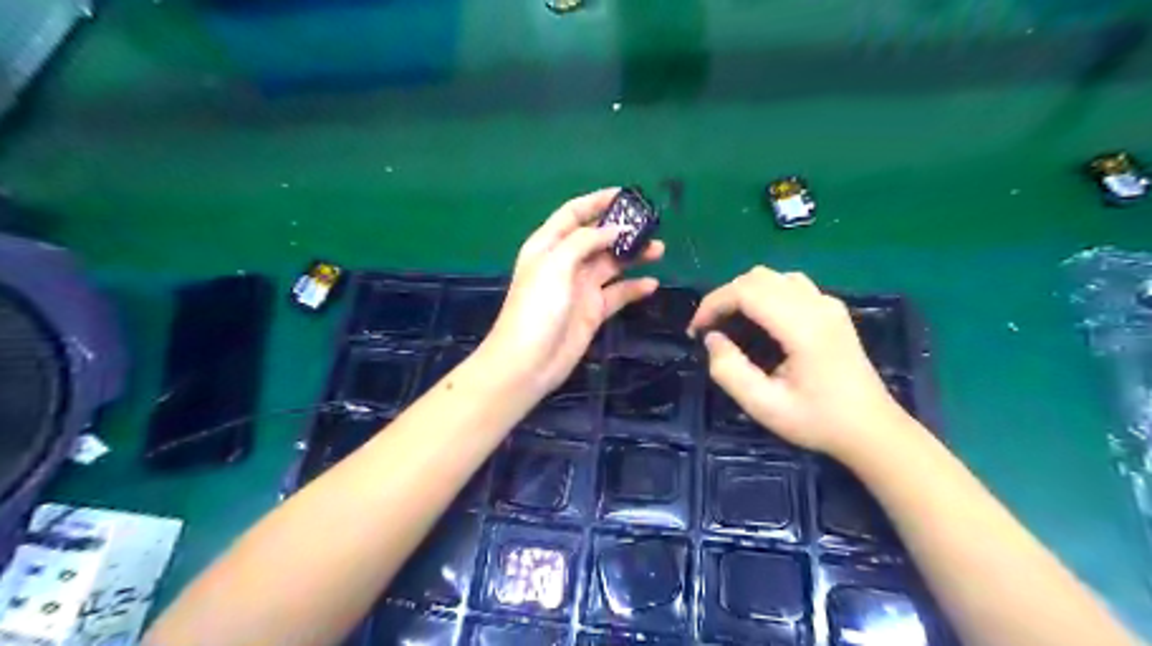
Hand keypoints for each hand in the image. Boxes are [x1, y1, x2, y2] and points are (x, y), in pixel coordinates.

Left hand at [485, 186, 666, 392]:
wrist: (529, 361)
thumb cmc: (537, 308)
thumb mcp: (556, 264)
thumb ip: (586, 241)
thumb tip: (617, 230)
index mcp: (548, 245)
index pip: (574, 213)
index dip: (597, 201)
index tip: (626, 195)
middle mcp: (565, 262)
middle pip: (597, 237)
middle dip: (622, 228)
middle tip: (652, 224)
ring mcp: (580, 288)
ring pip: (611, 264)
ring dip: (633, 255)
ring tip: (659, 249)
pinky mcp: (593, 311)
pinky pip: (618, 293)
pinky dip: (634, 287)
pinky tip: (652, 284)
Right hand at [687, 268, 913, 457]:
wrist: (872, 430)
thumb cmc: (818, 421)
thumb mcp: (764, 406)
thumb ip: (730, 371)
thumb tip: (713, 339)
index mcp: (802, 327)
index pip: (746, 291)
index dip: (713, 303)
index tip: (696, 330)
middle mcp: (817, 305)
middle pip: (758, 277)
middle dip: (725, 297)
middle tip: (710, 329)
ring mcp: (828, 304)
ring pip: (774, 276)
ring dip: (745, 292)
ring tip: (732, 322)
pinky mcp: (832, 310)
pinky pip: (791, 285)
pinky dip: (765, 293)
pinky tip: (762, 321)